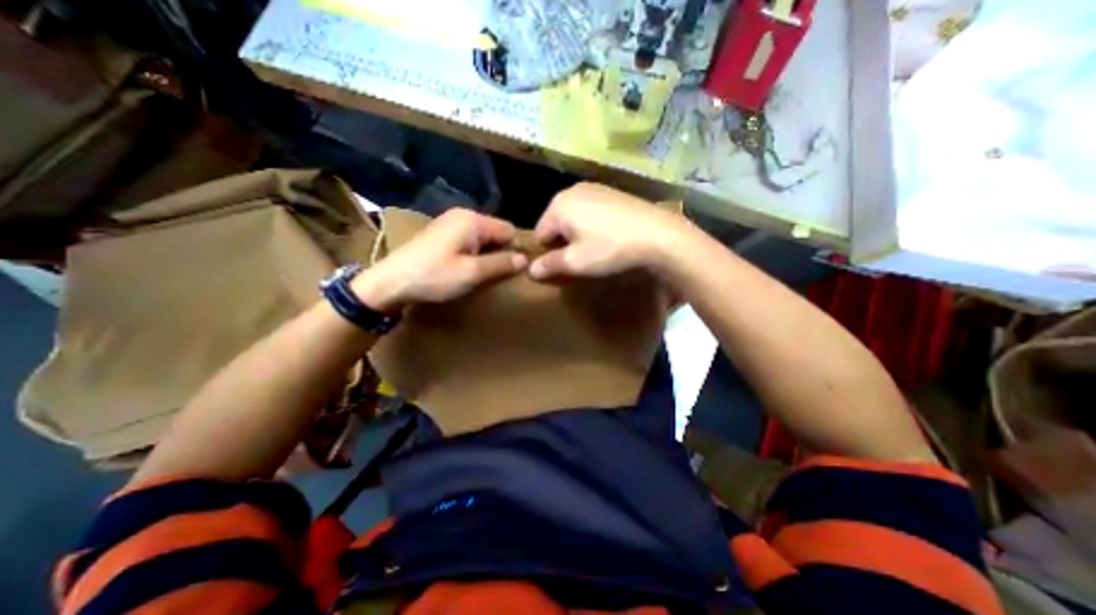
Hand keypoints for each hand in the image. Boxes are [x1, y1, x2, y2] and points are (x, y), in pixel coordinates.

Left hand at [349, 209, 523, 311]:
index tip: (513, 270)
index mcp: (473, 220)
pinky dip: (473, 253)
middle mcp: (463, 215)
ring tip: (483, 274)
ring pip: (482, 237)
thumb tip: (524, 259)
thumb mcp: (472, 273)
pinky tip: (466, 268)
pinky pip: (468, 240)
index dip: (514, 249)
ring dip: (486, 254)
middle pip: (495, 232)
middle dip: (500, 252)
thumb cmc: (434, 276)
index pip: (508, 230)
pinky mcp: (441, 233)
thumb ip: (501, 264)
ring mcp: (449, 223)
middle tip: (498, 275)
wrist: (390, 283)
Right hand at [528, 179, 682, 278]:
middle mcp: (572, 190)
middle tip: (581, 257)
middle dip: (563, 240)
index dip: (548, 252)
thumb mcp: (575, 262)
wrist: (658, 234)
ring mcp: (594, 187)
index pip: (540, 232)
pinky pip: (591, 210)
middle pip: (556, 221)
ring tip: (596, 247)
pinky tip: (609, 235)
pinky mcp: (612, 191)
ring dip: (578, 232)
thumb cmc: (609, 248)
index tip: (565, 264)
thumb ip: (549, 264)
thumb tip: (530, 269)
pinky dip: (593, 223)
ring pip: (574, 215)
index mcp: (558, 205)